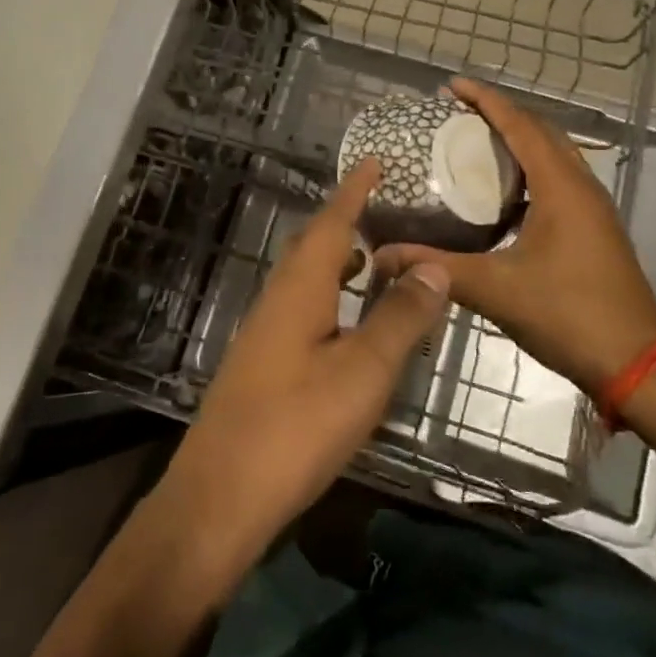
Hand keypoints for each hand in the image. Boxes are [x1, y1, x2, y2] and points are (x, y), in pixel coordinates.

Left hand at [158, 159, 450, 565]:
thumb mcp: (362, 373)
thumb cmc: (296, 427)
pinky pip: (304, 308)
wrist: (221, 495)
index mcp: (299, 289)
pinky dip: (331, 297)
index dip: (353, 191)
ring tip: (373, 256)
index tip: (372, 161)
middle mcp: (278, 300)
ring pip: (307, 279)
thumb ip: (399, 318)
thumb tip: (434, 264)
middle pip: (314, 247)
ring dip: (338, 260)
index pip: (330, 224)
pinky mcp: (265, 364)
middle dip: (346, 221)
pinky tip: (347, 321)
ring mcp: (266, 333)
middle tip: (382, 206)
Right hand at [373, 79, 655, 390]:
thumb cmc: (569, 315)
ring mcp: (592, 209)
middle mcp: (581, 187)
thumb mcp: (495, 289)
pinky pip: (557, 181)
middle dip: (500, 115)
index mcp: (561, 188)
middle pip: (540, 132)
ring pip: (552, 156)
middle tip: (456, 114)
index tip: (452, 86)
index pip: (521, 125)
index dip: (486, 100)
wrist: (636, 364)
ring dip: (516, 142)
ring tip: (473, 145)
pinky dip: (527, 172)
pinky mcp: (593, 230)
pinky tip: (499, 196)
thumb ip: (437, 268)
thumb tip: (382, 255)